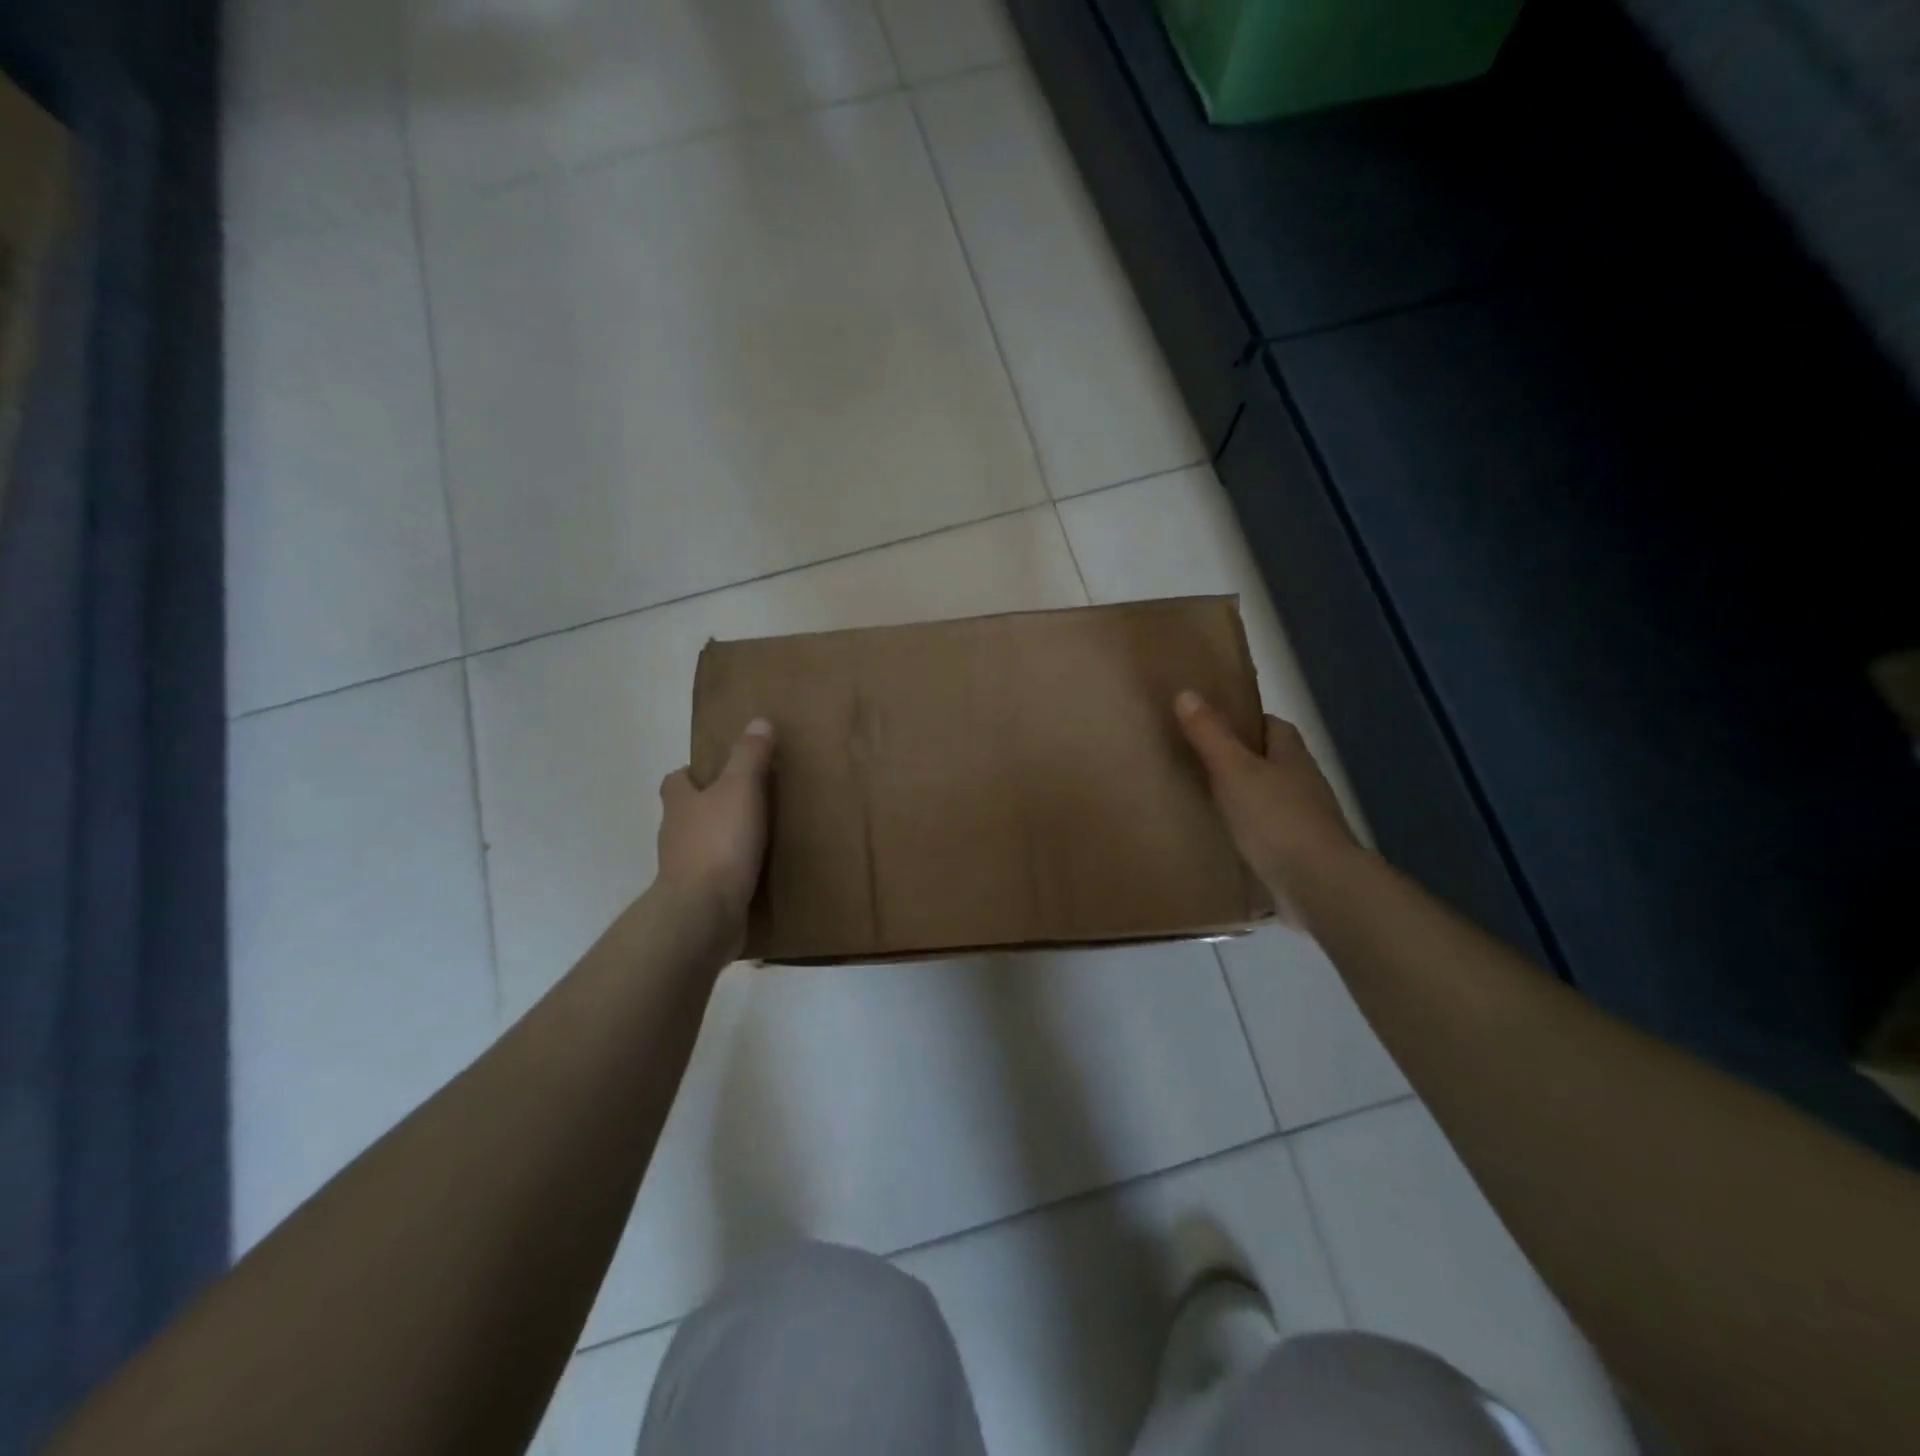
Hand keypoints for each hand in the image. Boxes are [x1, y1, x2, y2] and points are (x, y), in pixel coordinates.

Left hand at [654, 719, 775, 954]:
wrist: (703, 914)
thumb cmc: (719, 843)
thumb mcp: (740, 790)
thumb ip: (749, 756)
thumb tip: (758, 720)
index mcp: (680, 804)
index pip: (676, 780)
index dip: (693, 773)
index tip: (717, 772)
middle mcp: (674, 834)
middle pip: (686, 813)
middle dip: (709, 807)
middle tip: (746, 803)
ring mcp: (682, 870)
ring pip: (699, 847)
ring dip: (720, 842)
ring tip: (756, 839)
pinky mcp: (697, 899)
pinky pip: (713, 879)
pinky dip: (728, 874)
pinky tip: (753, 874)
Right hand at [1175, 690, 1358, 926]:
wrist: (1318, 885)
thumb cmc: (1276, 819)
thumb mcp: (1234, 770)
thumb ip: (1210, 735)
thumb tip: (1186, 692)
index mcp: (1292, 757)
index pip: (1273, 726)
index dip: (1246, 722)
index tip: (1212, 724)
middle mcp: (1303, 785)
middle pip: (1271, 762)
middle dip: (1240, 760)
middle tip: (1197, 761)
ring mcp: (1303, 823)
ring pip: (1268, 799)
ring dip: (1243, 798)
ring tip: (1203, 800)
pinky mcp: (1297, 855)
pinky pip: (1266, 835)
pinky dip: (1247, 834)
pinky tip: (1222, 841)